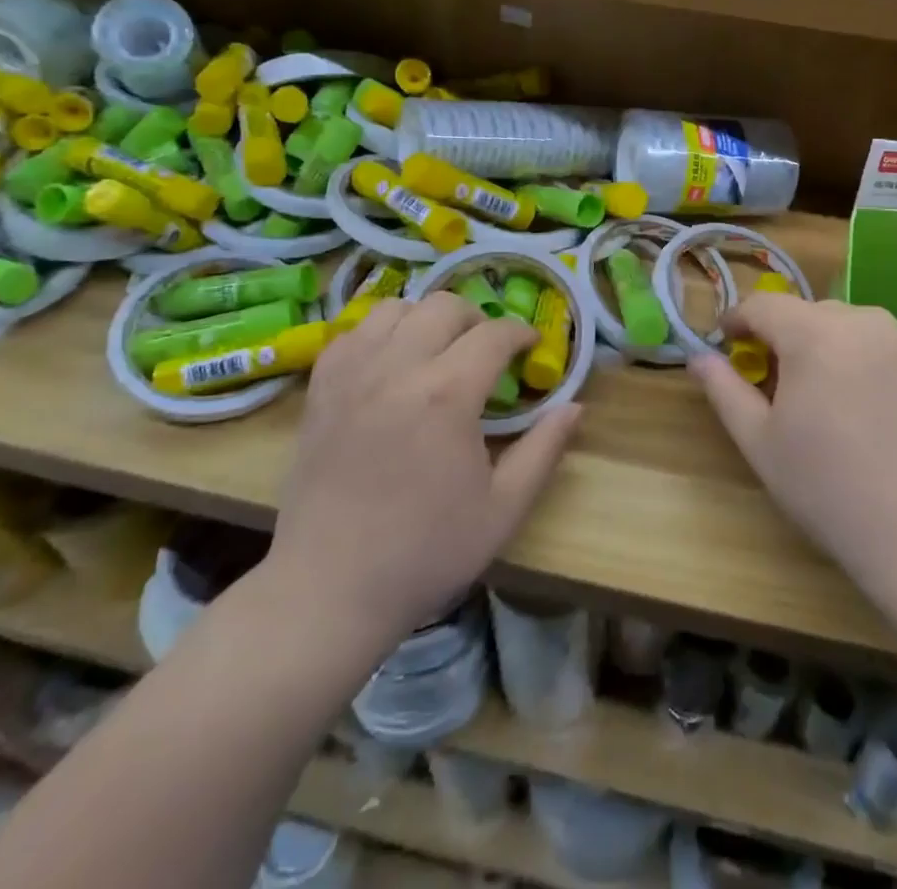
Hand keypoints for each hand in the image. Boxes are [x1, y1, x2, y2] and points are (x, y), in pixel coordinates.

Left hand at [263, 294, 579, 649]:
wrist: (328, 590)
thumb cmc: (425, 553)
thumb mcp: (503, 509)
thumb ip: (544, 450)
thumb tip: (576, 407)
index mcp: (447, 394)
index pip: (494, 334)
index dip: (520, 334)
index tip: (531, 347)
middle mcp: (398, 367)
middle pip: (444, 306)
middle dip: (476, 320)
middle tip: (487, 352)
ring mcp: (352, 374)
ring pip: (394, 308)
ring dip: (425, 320)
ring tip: (436, 351)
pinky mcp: (320, 390)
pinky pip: (352, 333)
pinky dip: (378, 334)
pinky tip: (389, 364)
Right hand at [689, 296, 896, 617]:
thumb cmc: (829, 488)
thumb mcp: (760, 442)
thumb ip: (724, 389)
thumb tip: (697, 357)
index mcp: (814, 333)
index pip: (763, 305)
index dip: (738, 321)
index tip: (728, 344)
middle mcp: (863, 321)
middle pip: (807, 314)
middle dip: (784, 338)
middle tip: (777, 385)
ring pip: (848, 327)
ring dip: (827, 347)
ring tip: (827, 399)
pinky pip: (885, 346)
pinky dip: (865, 362)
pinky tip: (870, 411)